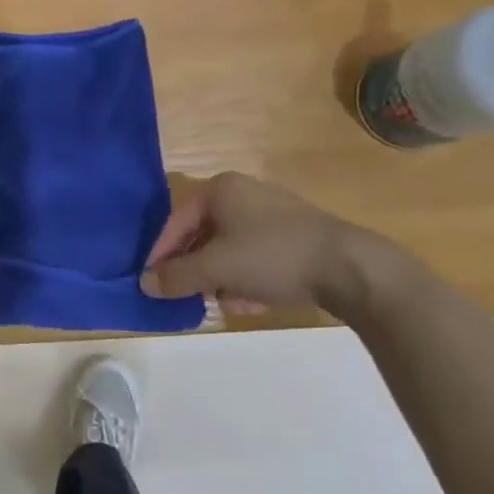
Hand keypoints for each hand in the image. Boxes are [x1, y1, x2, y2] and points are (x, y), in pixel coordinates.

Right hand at [139, 172, 396, 319]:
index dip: (161, 253)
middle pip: (203, 235)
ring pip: (230, 249)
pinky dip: (248, 277)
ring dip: (222, 278)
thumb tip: (144, 283)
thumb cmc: (272, 256)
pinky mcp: (294, 235)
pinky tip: (253, 302)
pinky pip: (256, 255)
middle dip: (196, 269)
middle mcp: (244, 193)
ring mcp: (272, 213)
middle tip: (189, 296)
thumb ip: (176, 276)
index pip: (176, 221)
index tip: (153, 283)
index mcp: (220, 189)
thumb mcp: (216, 268)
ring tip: (225, 304)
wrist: (349, 267)